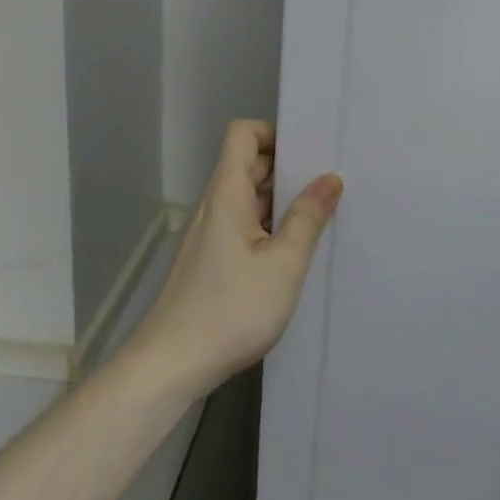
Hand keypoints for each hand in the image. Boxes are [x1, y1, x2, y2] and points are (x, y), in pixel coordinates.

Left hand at [134, 120, 342, 396]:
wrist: (170, 366)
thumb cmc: (230, 309)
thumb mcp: (283, 264)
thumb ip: (308, 218)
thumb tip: (330, 179)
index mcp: (228, 193)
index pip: (243, 134)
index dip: (274, 133)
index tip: (308, 152)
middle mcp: (214, 205)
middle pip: (248, 164)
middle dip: (287, 167)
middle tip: (328, 182)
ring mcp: (209, 234)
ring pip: (247, 198)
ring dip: (280, 200)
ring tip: (320, 215)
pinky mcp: (208, 261)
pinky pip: (242, 225)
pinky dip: (268, 226)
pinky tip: (293, 251)